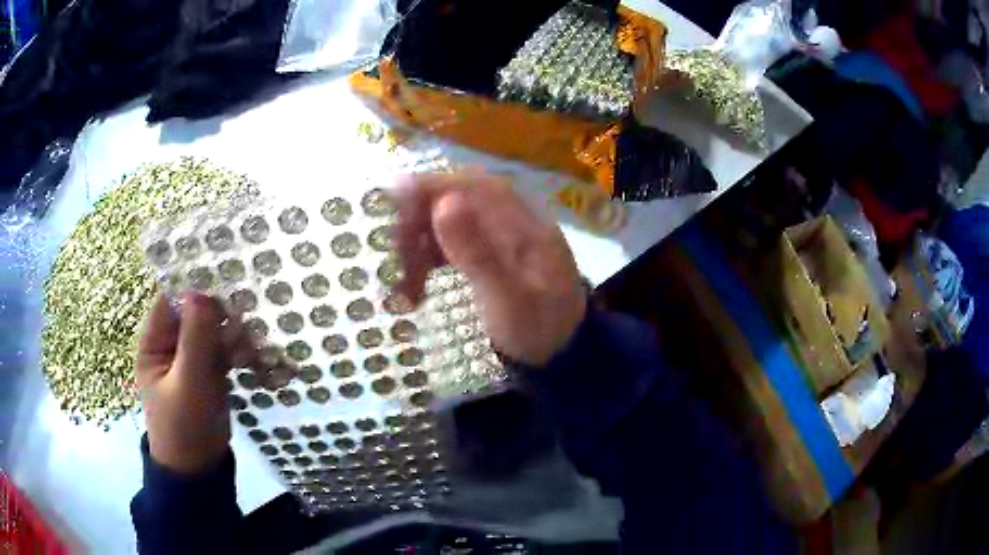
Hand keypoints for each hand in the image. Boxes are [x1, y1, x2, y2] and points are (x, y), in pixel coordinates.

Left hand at [136, 293, 248, 474]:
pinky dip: (240, 351)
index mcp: (155, 341)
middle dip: (220, 313)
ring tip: (254, 346)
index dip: (193, 286)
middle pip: (196, 313)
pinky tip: (257, 356)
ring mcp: (192, 357)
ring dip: (234, 334)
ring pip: (214, 331)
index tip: (222, 276)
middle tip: (247, 315)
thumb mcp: (187, 382)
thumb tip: (200, 291)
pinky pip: (225, 350)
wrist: (199, 468)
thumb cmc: (183, 426)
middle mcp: (172, 343)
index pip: (170, 300)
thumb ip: (195, 339)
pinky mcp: (210, 371)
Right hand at [395, 173, 586, 365]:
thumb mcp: (509, 298)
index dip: (432, 186)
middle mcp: (513, 220)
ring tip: (404, 286)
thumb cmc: (538, 328)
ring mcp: (500, 236)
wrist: (560, 354)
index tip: (393, 196)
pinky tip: (417, 284)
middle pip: (458, 199)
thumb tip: (443, 203)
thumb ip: (478, 253)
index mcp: (525, 222)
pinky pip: (450, 243)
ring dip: (419, 246)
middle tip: (394, 253)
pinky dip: (428, 259)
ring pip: (449, 222)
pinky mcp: (489, 252)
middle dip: (419, 221)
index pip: (474, 186)